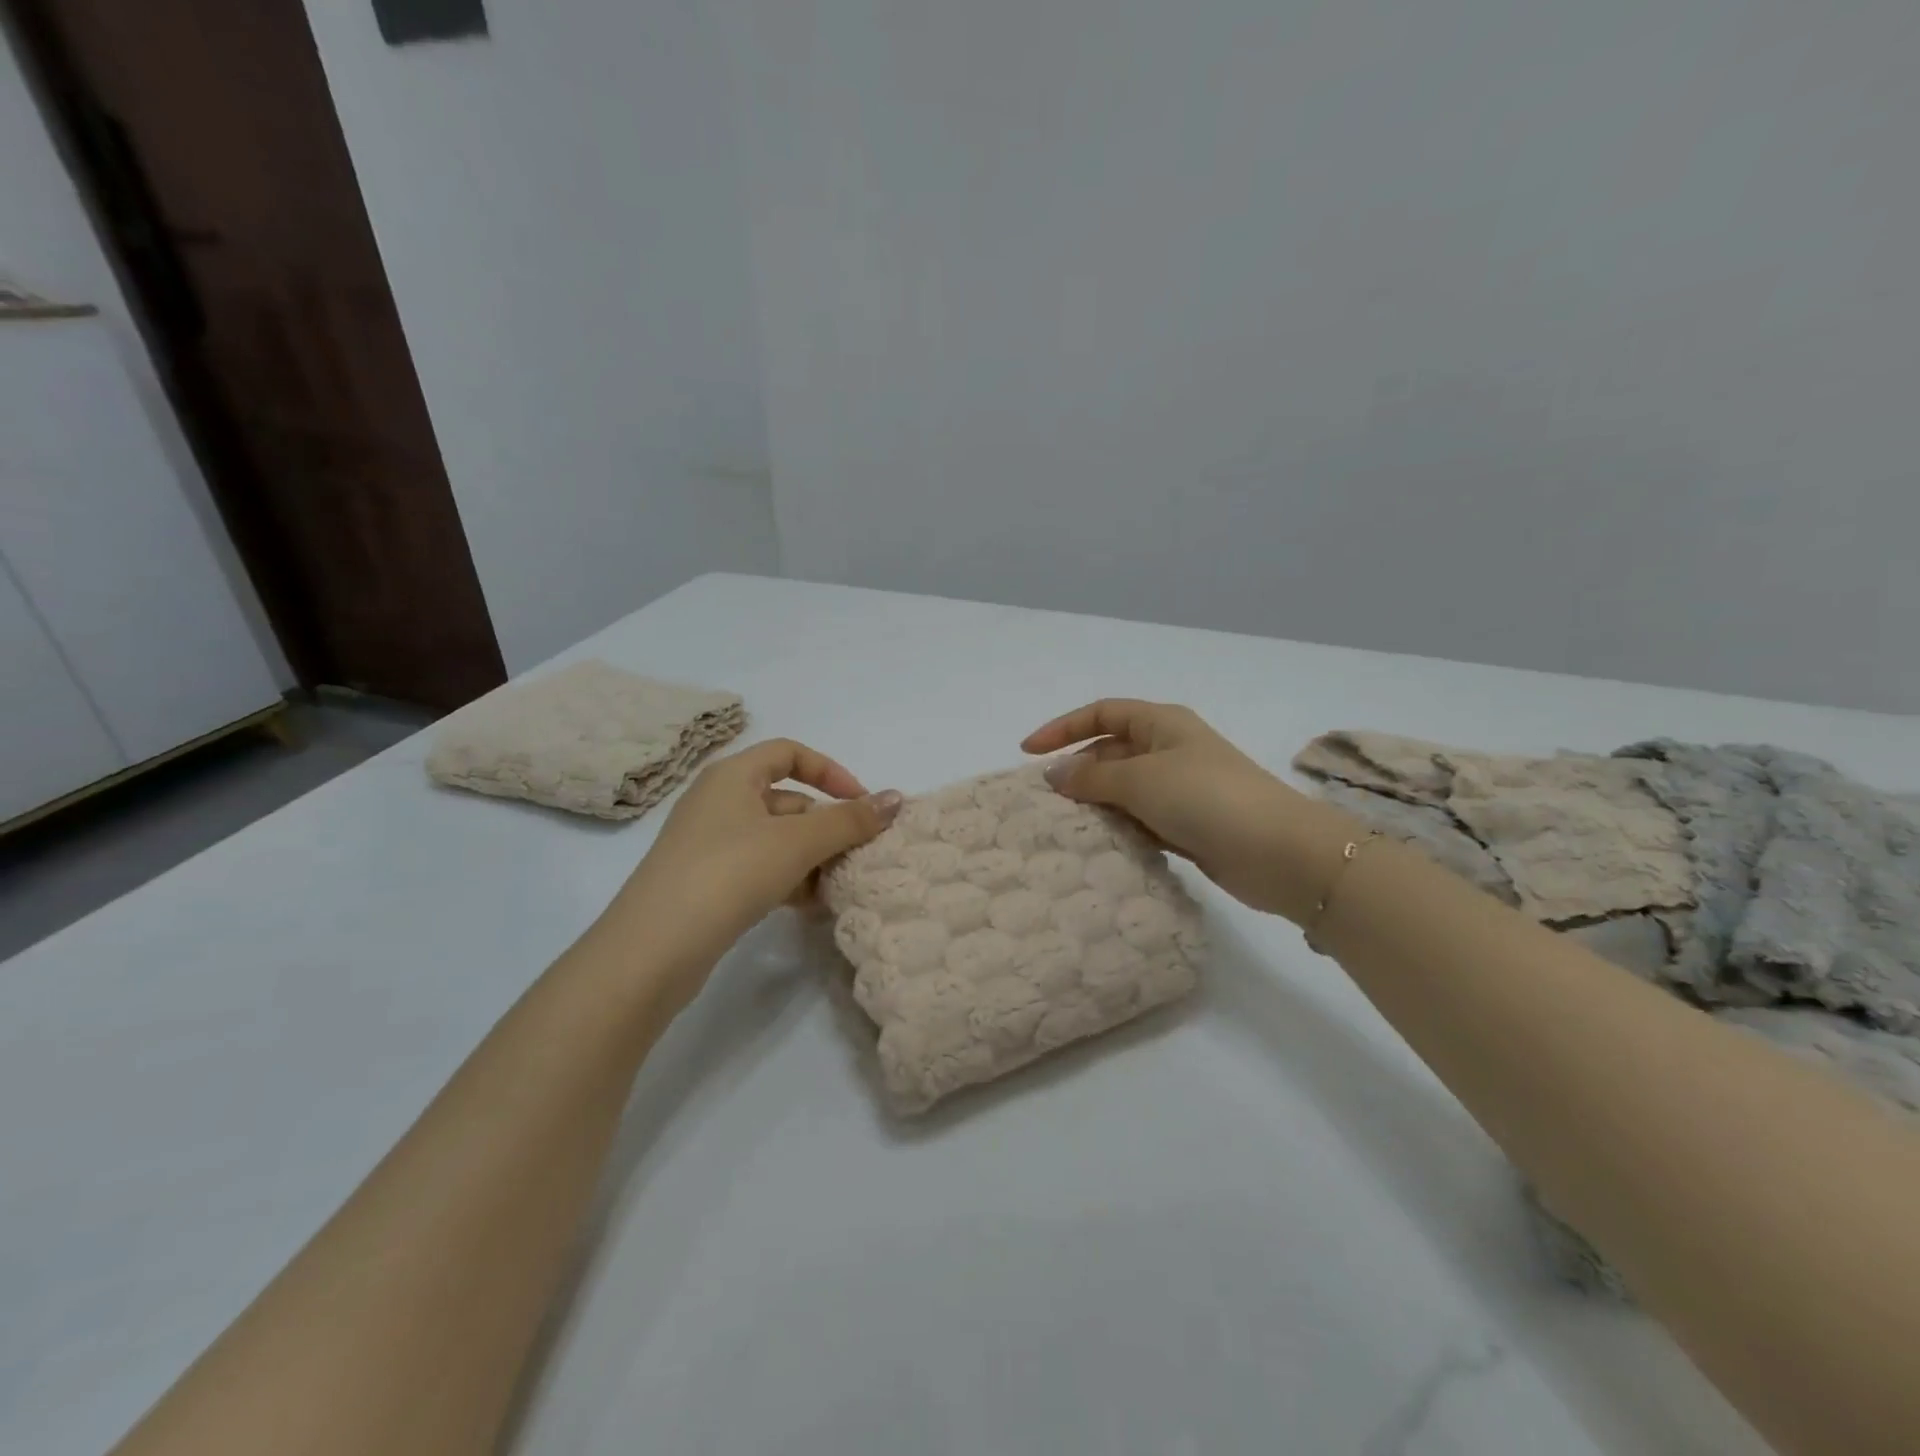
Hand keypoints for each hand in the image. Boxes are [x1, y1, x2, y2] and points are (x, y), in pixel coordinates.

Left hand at [591, 739, 901, 1012]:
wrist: (652, 950)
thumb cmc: (728, 873)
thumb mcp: (797, 843)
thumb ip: (849, 820)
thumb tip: (896, 798)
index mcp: (732, 776)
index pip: (791, 753)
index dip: (831, 772)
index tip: (861, 804)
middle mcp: (718, 802)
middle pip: (787, 801)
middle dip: (826, 827)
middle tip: (858, 856)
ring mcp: (709, 845)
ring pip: (776, 840)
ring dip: (811, 859)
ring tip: (838, 887)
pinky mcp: (706, 883)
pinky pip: (759, 869)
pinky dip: (788, 881)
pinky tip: (809, 907)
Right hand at [1023, 700, 1354, 923]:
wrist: (1278, 852)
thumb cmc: (1206, 798)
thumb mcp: (1141, 779)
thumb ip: (1093, 776)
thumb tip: (1054, 774)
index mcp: (1161, 723)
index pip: (1101, 713)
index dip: (1063, 728)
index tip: (1027, 753)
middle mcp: (1170, 750)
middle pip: (1111, 751)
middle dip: (1078, 771)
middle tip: (1044, 800)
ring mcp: (1181, 789)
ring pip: (1124, 789)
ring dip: (1096, 804)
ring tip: (1062, 826)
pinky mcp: (1188, 825)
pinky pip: (1141, 819)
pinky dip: (1119, 827)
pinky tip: (1098, 844)